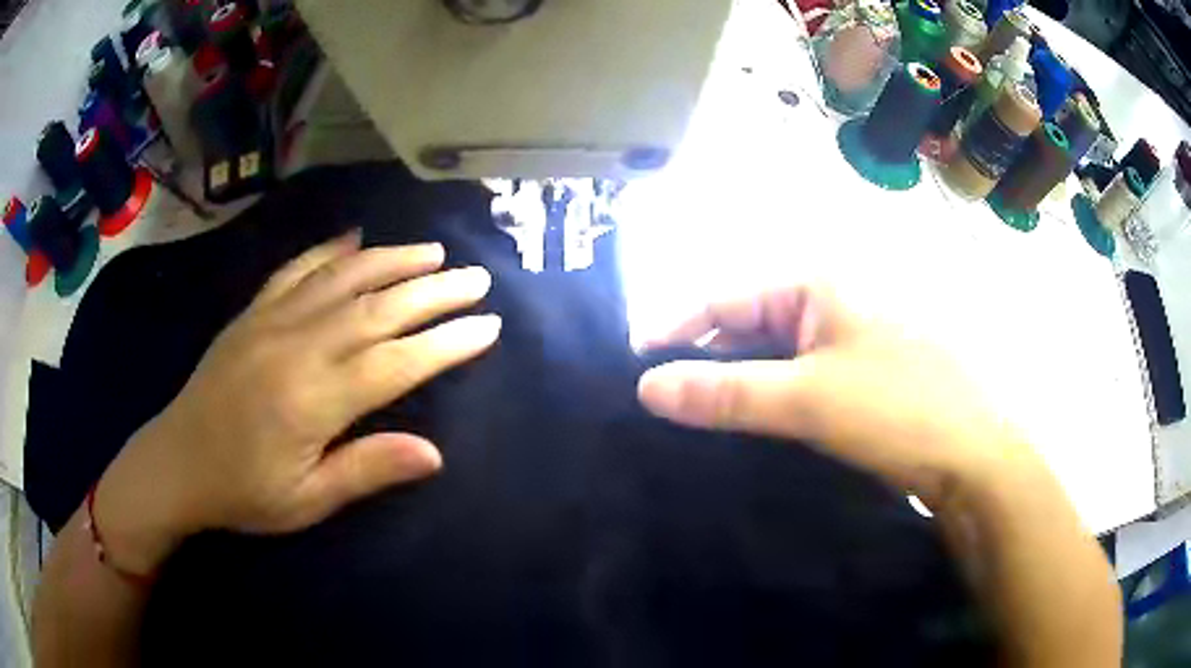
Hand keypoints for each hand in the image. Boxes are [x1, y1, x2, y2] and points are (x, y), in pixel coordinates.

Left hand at [94, 233, 500, 573]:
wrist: (177, 464)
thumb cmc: (243, 492)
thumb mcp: (306, 500)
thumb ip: (366, 470)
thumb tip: (434, 453)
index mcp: (313, 399)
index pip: (396, 362)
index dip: (446, 344)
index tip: (488, 326)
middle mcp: (297, 347)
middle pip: (377, 309)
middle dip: (433, 292)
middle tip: (476, 278)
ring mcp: (271, 321)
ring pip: (342, 279)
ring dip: (392, 260)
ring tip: (432, 251)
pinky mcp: (252, 313)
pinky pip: (295, 270)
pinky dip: (328, 251)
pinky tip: (354, 238)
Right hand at [637, 285, 1040, 504]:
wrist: (971, 460)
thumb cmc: (898, 408)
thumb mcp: (808, 398)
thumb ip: (726, 392)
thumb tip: (646, 386)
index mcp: (815, 290)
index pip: (726, 302)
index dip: (676, 330)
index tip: (634, 367)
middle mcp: (826, 312)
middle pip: (745, 334)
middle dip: (701, 366)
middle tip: (655, 406)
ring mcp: (842, 353)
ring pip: (769, 367)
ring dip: (731, 392)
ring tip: (685, 425)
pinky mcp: (852, 390)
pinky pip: (793, 392)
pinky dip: (763, 410)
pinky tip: (739, 436)